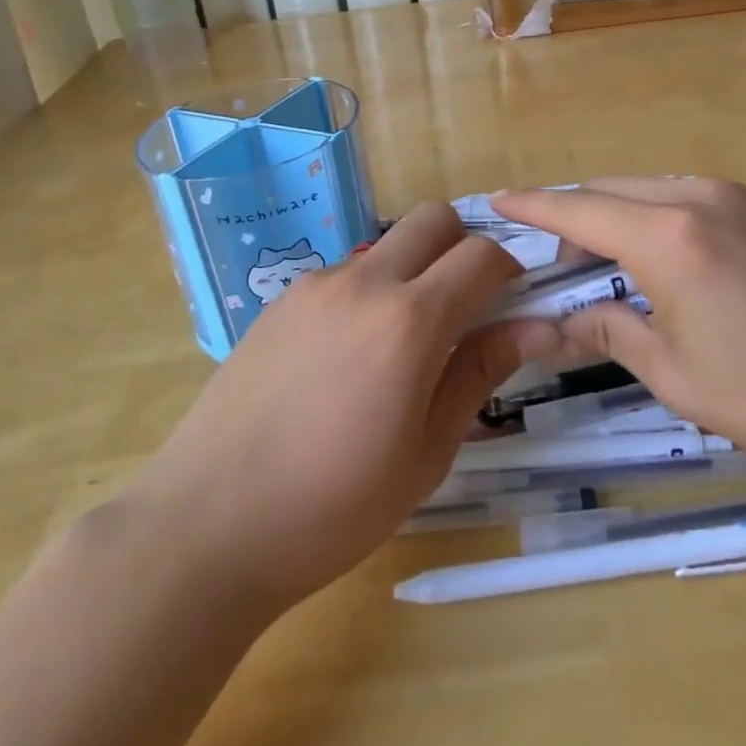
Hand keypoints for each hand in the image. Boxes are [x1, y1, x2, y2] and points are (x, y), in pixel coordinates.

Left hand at [126, 203, 560, 616]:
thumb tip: (540, 328)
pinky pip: (343, 275)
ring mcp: (315, 286)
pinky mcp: (280, 302)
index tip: (515, 304)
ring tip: (399, 348)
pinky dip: (367, 294)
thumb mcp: (426, 452)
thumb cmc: (332, 507)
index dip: (510, 270)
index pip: (481, 255)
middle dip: (462, 246)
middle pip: (432, 219)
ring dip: (412, 272)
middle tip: (465, 307)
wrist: (205, 526)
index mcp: (409, 321)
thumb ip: (480, 373)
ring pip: (386, 247)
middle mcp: (363, 283)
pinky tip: (345, 361)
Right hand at [492, 178, 745, 492]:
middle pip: (611, 191)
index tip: (496, 202)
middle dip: (573, 216)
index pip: (578, 210)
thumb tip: (564, 320)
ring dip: (615, 216)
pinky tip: (658, 258)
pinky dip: (652, 217)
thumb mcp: (676, 375)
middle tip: (552, 262)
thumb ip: (610, 332)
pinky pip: (684, 197)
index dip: (533, 206)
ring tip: (602, 264)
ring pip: (648, 190)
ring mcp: (736, 197)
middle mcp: (697, 197)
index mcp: (667, 237)